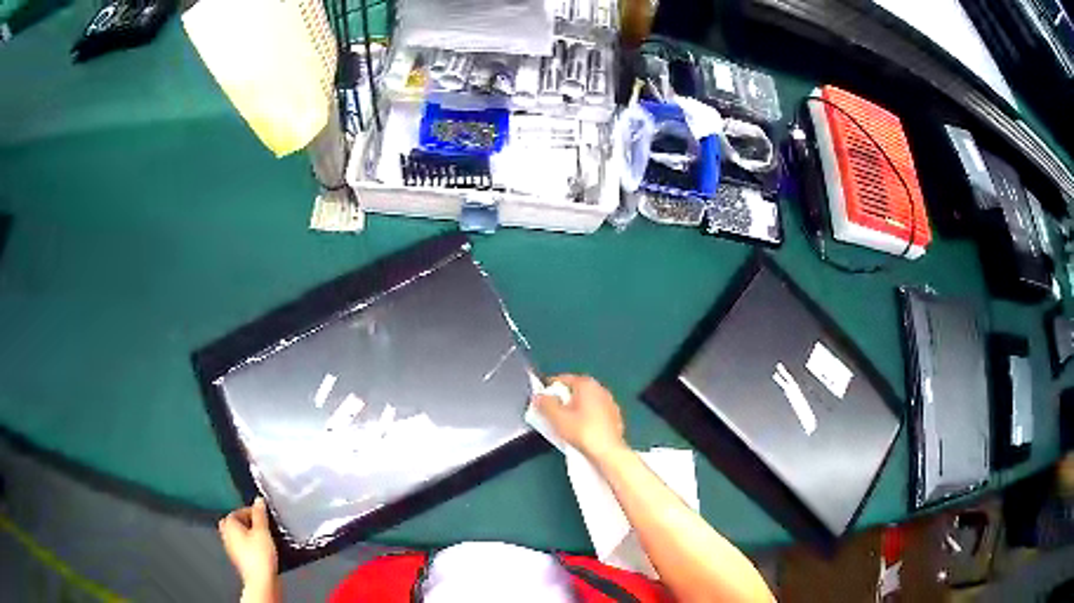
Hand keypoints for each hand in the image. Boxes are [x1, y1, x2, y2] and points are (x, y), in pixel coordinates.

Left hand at [219, 497, 277, 592]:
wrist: (261, 580)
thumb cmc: (259, 557)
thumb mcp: (263, 530)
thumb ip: (260, 514)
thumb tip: (258, 501)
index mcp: (228, 525)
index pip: (237, 511)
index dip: (250, 511)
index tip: (262, 514)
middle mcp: (226, 535)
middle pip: (235, 523)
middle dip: (247, 523)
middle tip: (260, 525)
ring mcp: (232, 549)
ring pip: (239, 536)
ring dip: (249, 535)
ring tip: (263, 537)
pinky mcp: (240, 560)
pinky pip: (244, 548)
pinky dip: (251, 546)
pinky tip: (262, 550)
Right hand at [534, 374, 626, 459]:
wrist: (608, 452)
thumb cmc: (583, 432)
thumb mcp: (556, 418)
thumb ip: (544, 404)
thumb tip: (538, 397)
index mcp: (586, 384)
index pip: (562, 379)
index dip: (548, 389)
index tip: (540, 399)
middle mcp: (600, 389)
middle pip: (574, 391)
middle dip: (561, 400)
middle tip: (549, 413)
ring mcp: (609, 403)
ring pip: (585, 403)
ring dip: (573, 410)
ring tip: (563, 424)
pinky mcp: (614, 418)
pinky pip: (593, 414)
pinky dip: (584, 419)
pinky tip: (578, 431)